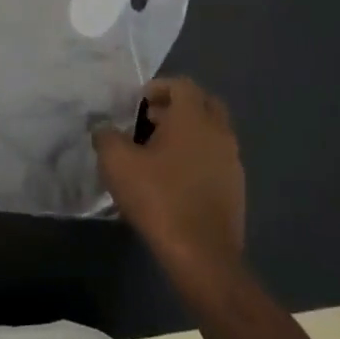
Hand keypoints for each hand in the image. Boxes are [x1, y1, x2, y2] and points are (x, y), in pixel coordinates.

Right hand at [94, 77, 244, 278]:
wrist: (201, 254)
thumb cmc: (158, 198)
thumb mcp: (117, 163)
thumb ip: (106, 136)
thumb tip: (103, 126)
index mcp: (193, 118)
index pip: (182, 85)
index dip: (159, 87)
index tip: (138, 102)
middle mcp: (219, 132)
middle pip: (203, 103)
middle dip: (177, 106)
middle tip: (151, 120)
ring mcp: (232, 160)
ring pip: (212, 131)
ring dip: (188, 131)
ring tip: (158, 151)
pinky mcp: (236, 186)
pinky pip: (216, 157)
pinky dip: (198, 155)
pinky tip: (175, 177)